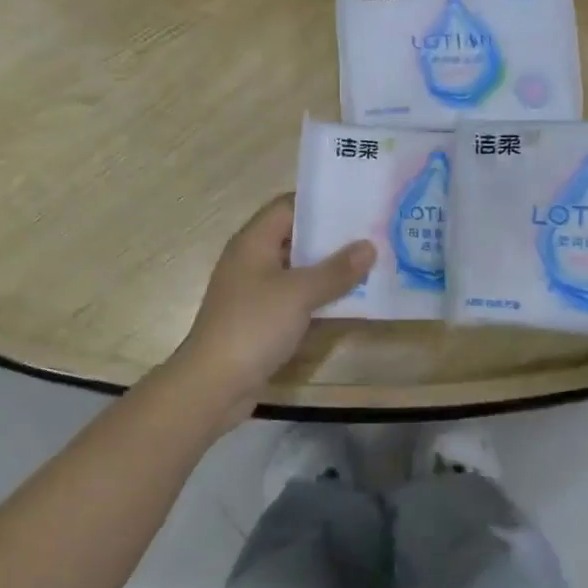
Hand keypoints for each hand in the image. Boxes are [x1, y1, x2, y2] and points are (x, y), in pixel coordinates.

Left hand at [175, 196, 374, 419]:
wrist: (214, 384)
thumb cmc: (253, 326)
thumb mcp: (298, 293)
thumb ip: (335, 270)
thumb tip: (369, 246)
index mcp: (253, 242)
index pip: (288, 206)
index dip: (321, 203)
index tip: (358, 204)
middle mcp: (252, 260)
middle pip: (295, 237)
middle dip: (332, 238)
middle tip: (373, 233)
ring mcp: (255, 292)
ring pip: (297, 270)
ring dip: (328, 269)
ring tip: (370, 263)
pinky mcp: (261, 319)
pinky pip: (295, 298)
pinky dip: (319, 296)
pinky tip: (350, 300)